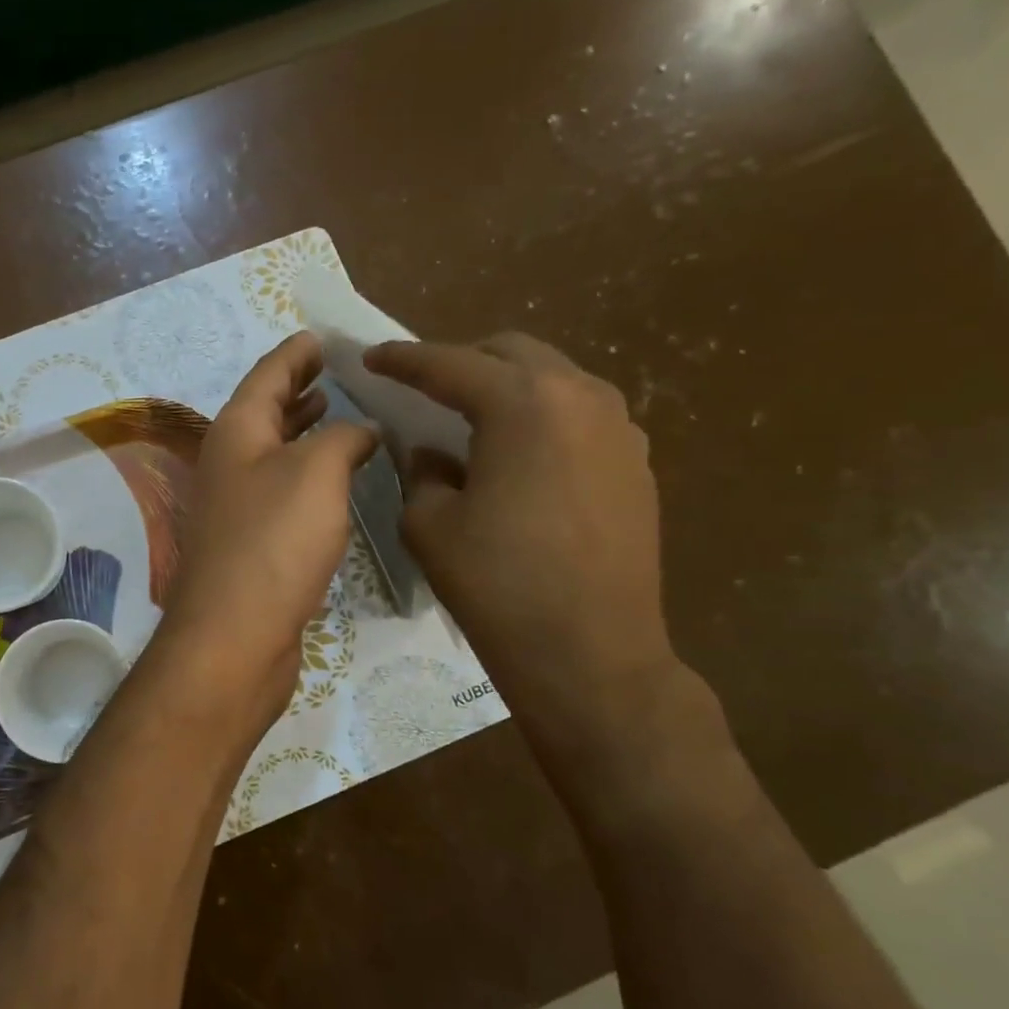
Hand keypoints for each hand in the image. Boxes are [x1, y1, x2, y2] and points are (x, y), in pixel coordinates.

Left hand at [160, 332, 378, 726]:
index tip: (321, 336)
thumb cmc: (274, 542)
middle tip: (337, 371)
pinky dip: (309, 473)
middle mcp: (230, 462)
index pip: (268, 374)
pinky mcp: (253, 542)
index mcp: (237, 431)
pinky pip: (283, 490)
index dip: (296, 353)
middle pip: (266, 411)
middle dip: (299, 388)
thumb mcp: (317, 472)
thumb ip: (343, 437)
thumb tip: (362, 429)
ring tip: (338, 411)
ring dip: (304, 430)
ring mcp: (237, 505)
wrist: (236, 635)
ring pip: (275, 452)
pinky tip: (336, 478)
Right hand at [363, 334, 676, 736]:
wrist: (590, 654)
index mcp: (523, 403)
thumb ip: (423, 472)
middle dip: (461, 362)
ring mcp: (619, 428)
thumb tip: (433, 454)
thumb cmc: (498, 584)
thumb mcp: (430, 524)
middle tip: (423, 387)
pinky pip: (579, 416)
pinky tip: (519, 456)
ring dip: (506, 387)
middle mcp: (580, 397)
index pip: (450, 365)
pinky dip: (540, 418)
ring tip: (471, 419)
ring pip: (551, 379)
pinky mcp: (636, 463)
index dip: (403, 360)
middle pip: (510, 353)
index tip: (372, 357)